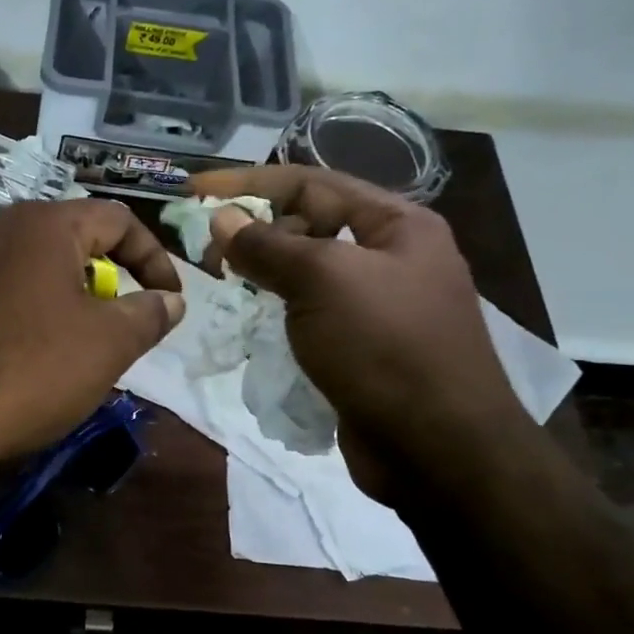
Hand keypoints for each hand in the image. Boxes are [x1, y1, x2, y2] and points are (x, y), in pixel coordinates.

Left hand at [0, 200, 184, 469]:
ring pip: (24, 264)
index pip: (117, 219)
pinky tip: (15, 350)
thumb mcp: (108, 345)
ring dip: (58, 293)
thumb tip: (170, 300)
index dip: (154, 257)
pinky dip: (16, 308)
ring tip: (68, 340)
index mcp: (41, 224)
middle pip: (67, 238)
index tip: (169, 299)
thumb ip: (147, 314)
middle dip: (103, 277)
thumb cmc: (30, 371)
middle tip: (116, 323)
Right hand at [189, 165, 534, 498]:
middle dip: (254, 230)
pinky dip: (276, 311)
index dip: (247, 183)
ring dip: (261, 273)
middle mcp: (390, 256)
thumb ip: (266, 245)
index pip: (309, 183)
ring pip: (304, 272)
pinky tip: (251, 321)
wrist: (438, 450)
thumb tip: (220, 219)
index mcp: (396, 225)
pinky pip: (308, 312)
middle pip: (307, 225)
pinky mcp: (360, 346)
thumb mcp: (322, 281)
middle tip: (207, 254)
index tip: (194, 190)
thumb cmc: (385, 348)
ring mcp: (376, 304)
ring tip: (223, 284)